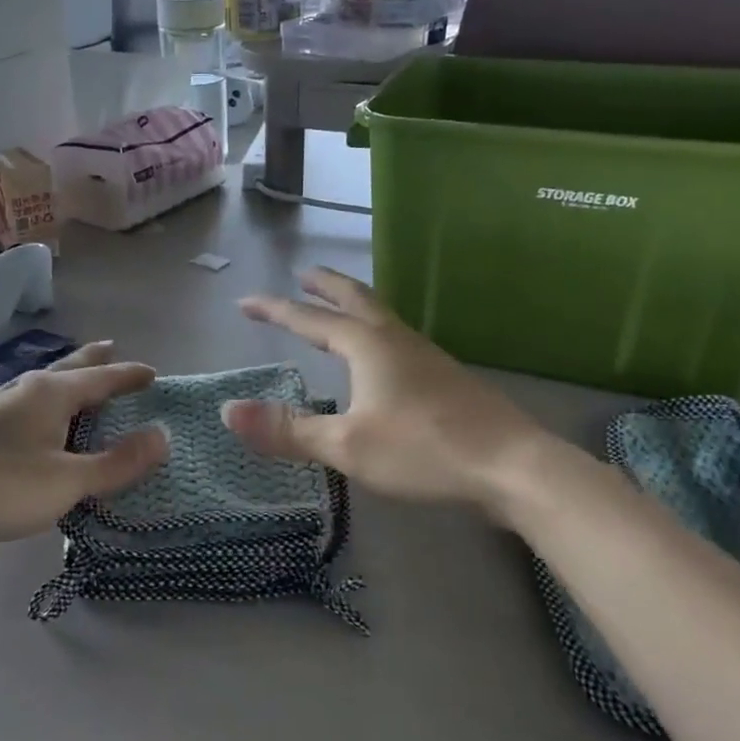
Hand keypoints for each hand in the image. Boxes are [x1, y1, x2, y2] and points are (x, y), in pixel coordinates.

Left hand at [0, 343, 167, 549]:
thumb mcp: (68, 480)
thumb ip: (117, 462)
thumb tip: (164, 436)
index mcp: (49, 393)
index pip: (100, 376)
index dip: (128, 375)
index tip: (152, 373)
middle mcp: (22, 392)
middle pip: (66, 369)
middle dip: (92, 362)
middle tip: (111, 349)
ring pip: (41, 390)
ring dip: (66, 387)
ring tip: (79, 390)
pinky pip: (24, 414)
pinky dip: (45, 414)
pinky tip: (37, 431)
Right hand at [224, 269, 545, 513]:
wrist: (511, 466)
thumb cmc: (423, 450)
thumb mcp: (346, 446)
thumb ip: (288, 429)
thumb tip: (228, 412)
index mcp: (369, 346)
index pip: (311, 320)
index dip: (276, 311)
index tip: (246, 302)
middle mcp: (396, 340)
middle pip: (356, 299)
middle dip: (325, 286)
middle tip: (304, 274)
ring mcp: (426, 356)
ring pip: (382, 317)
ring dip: (354, 305)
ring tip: (338, 310)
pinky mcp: (446, 378)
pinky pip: (398, 340)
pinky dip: (375, 333)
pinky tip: (381, 359)